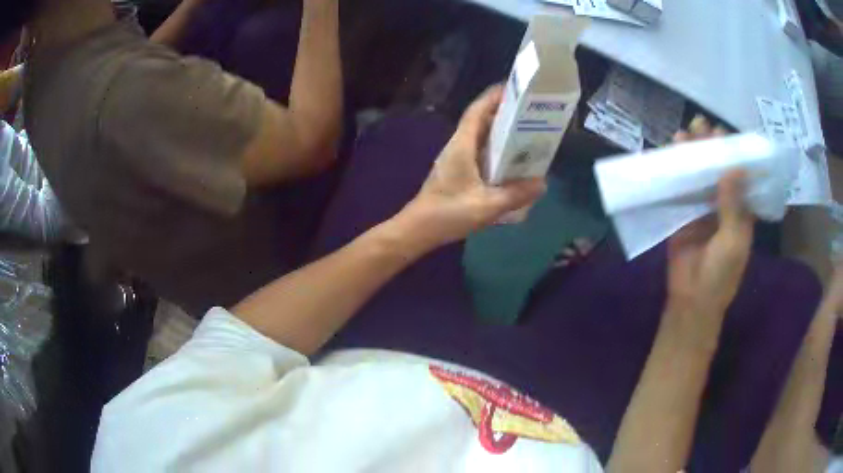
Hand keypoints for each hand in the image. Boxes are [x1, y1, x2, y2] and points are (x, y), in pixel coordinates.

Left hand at [395, 85, 545, 248]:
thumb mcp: (487, 205)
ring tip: (525, 133)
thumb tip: (542, 184)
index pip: (476, 112)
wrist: (418, 229)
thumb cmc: (448, 213)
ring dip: (498, 132)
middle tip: (528, 112)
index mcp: (461, 146)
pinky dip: (494, 150)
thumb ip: (516, 194)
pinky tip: (509, 161)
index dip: (492, 97)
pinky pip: (478, 153)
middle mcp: (457, 147)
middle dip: (502, 113)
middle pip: (480, 121)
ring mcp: (455, 159)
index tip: (512, 88)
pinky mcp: (456, 171)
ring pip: (479, 137)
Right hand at [666, 117, 752, 329]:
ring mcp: (703, 209)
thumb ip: (733, 205)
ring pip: (699, 176)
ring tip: (686, 132)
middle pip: (718, 171)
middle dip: (712, 148)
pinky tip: (672, 155)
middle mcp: (723, 205)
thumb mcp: (732, 241)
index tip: (726, 134)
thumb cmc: (721, 275)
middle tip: (703, 125)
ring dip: (693, 155)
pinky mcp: (684, 214)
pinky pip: (682, 189)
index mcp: (742, 212)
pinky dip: (677, 172)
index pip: (741, 177)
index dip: (736, 155)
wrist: (692, 299)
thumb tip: (734, 166)